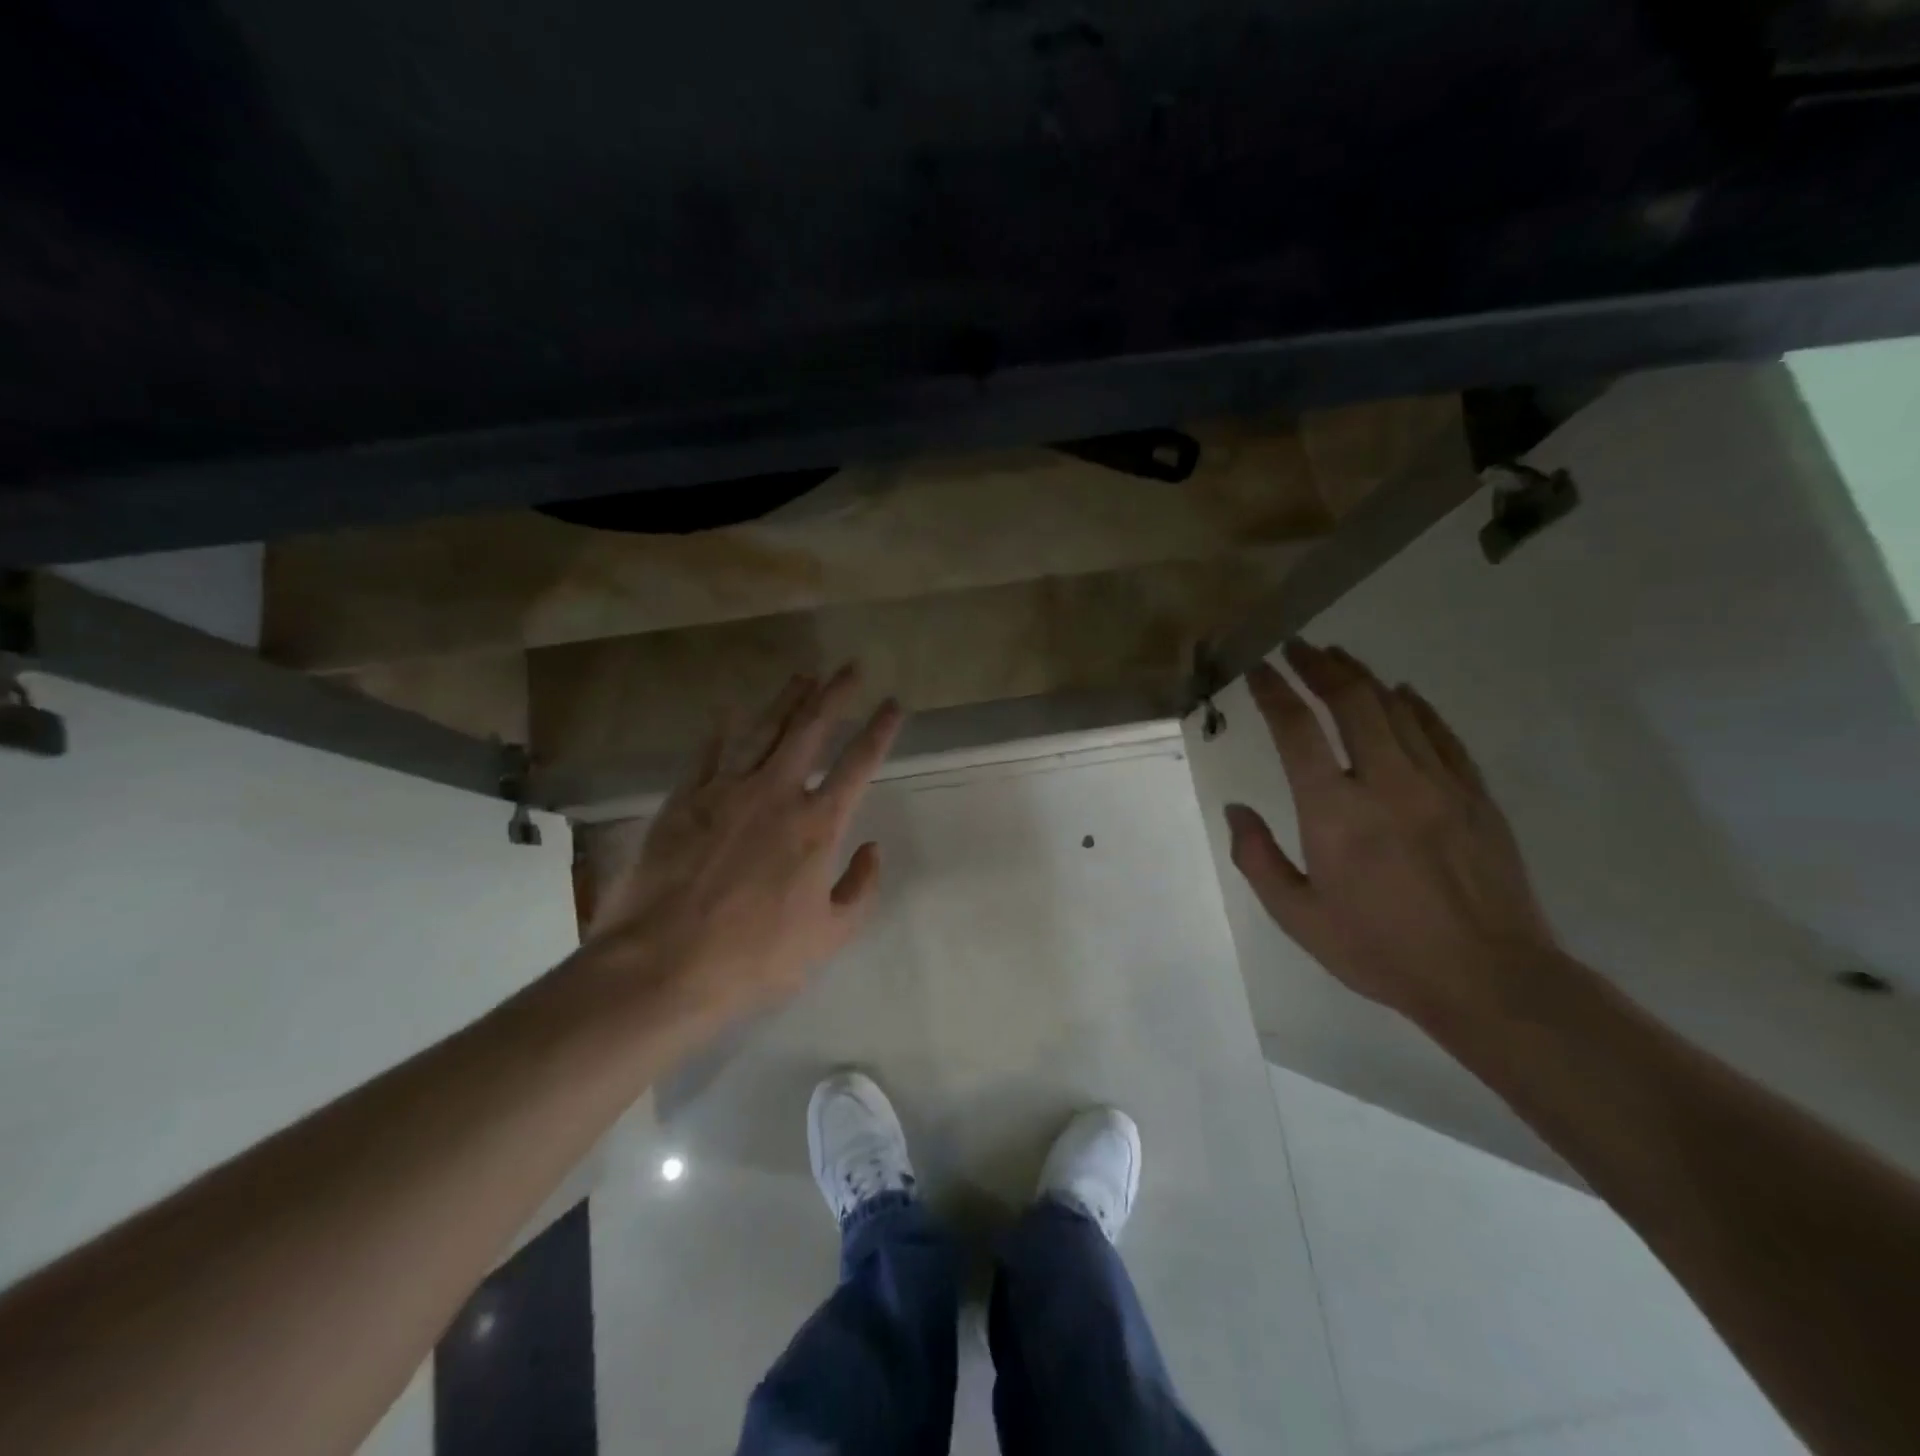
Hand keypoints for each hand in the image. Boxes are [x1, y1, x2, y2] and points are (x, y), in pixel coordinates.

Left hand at [585, 665, 903, 1026]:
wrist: (661, 966)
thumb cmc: (754, 958)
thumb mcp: (828, 936)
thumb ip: (860, 888)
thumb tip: (872, 848)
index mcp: (816, 825)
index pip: (858, 763)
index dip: (880, 730)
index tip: (893, 704)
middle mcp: (774, 794)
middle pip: (810, 728)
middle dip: (835, 693)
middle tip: (851, 667)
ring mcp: (724, 792)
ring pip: (761, 730)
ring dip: (785, 699)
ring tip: (803, 675)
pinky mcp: (683, 801)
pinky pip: (708, 752)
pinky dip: (723, 729)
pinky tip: (731, 711)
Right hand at [1225, 641, 1558, 1028]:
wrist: (1489, 979)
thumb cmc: (1380, 950)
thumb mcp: (1298, 918)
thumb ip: (1258, 858)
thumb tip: (1237, 809)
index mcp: (1334, 812)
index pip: (1296, 730)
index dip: (1274, 692)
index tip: (1258, 669)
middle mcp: (1385, 783)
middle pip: (1351, 702)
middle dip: (1319, 667)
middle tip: (1297, 647)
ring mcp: (1438, 784)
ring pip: (1396, 709)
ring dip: (1362, 677)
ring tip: (1337, 658)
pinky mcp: (1475, 795)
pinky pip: (1441, 734)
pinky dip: (1416, 706)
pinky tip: (1402, 692)